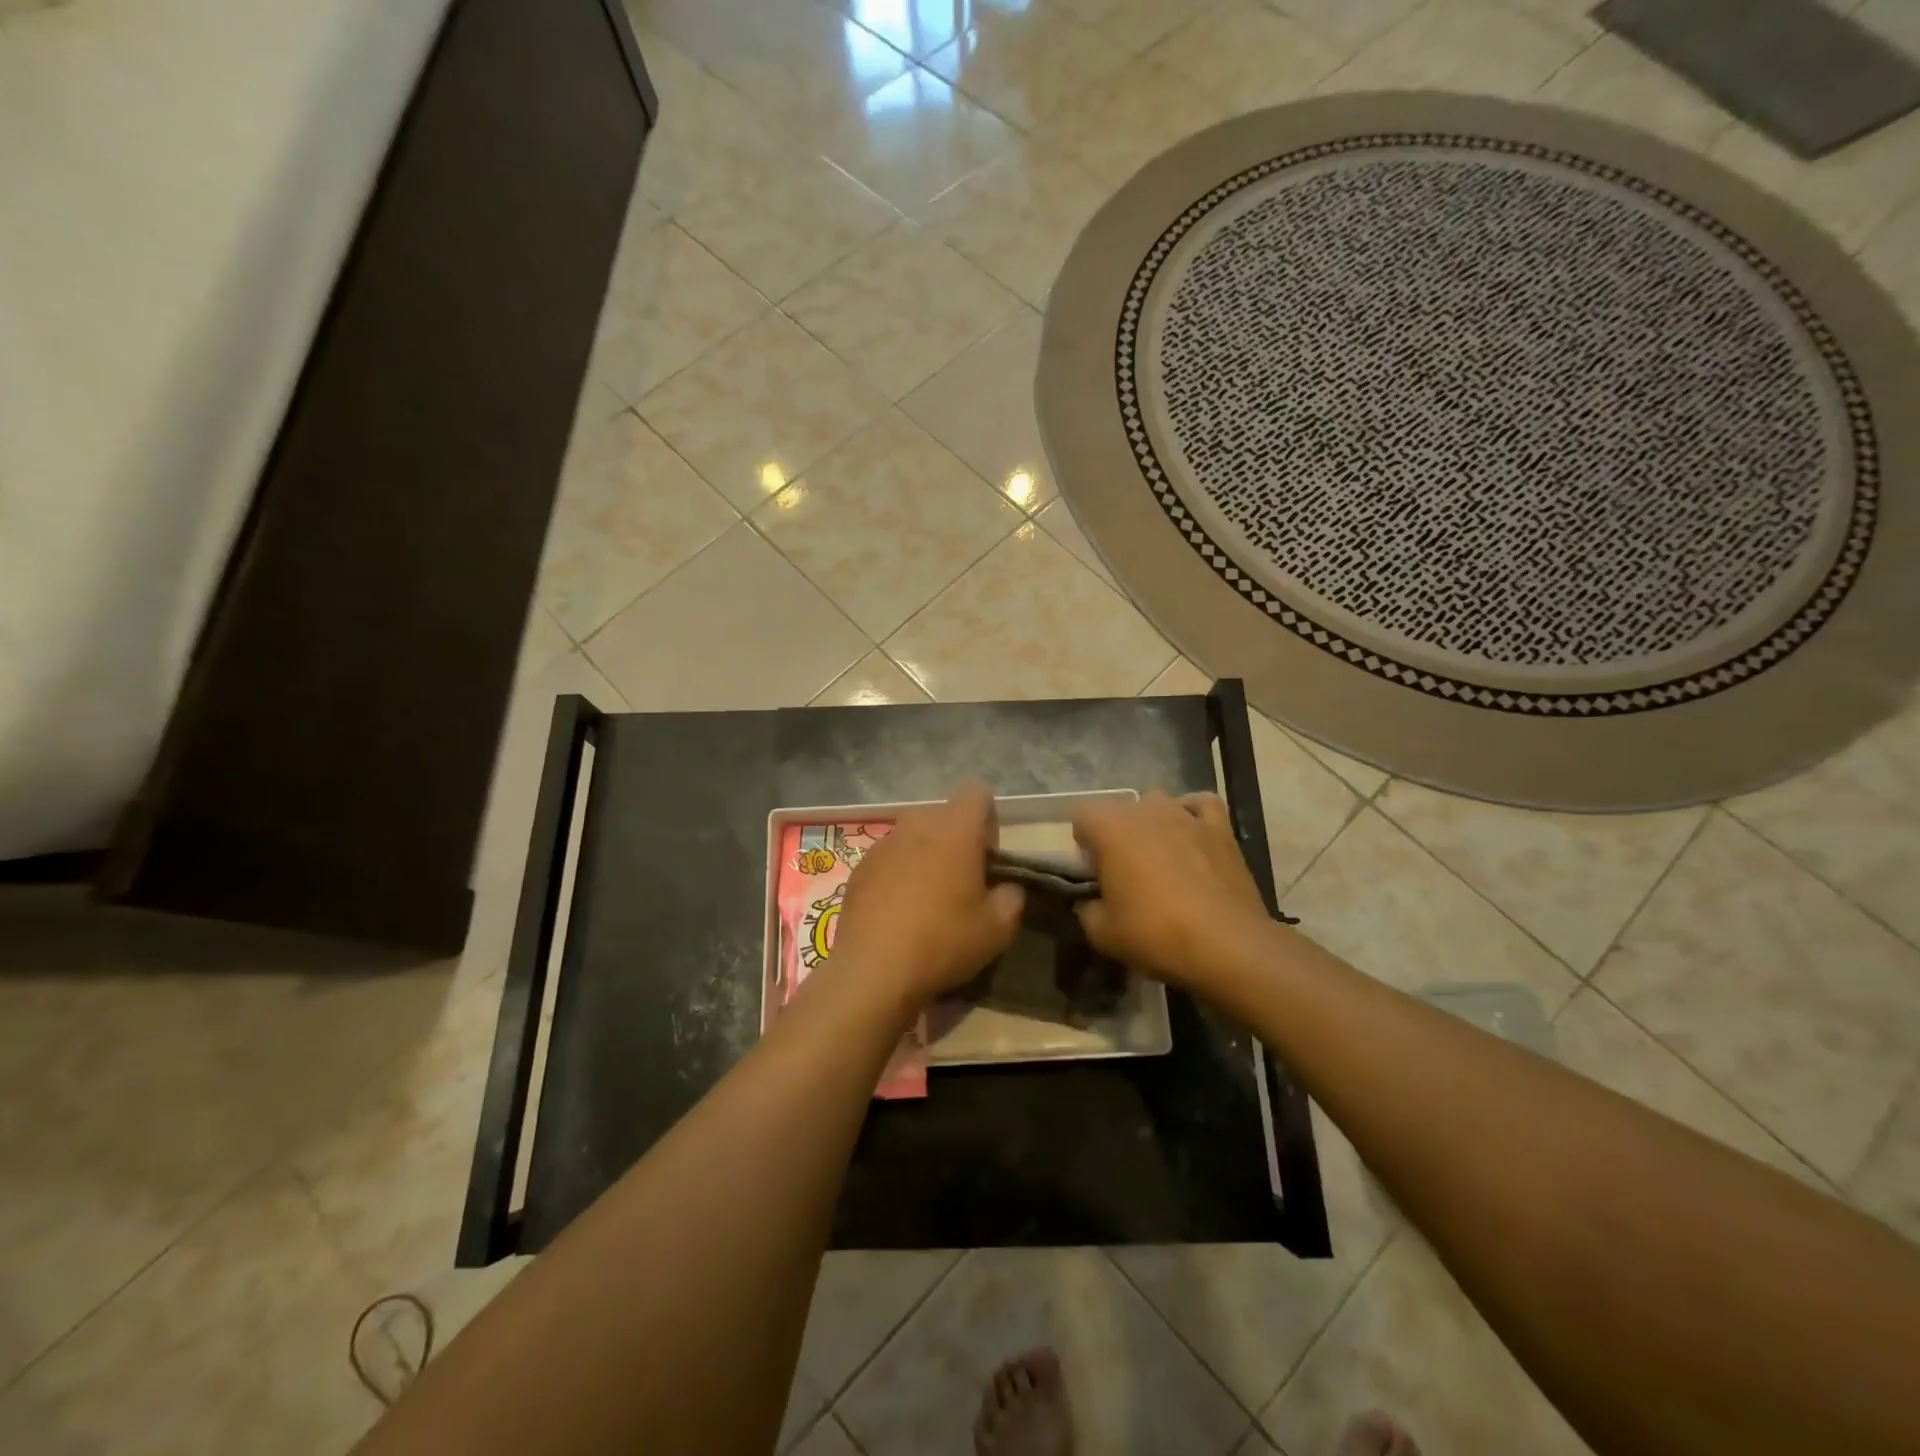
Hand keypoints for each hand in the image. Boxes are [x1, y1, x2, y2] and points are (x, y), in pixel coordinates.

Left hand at [832, 785, 1024, 1006]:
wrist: (873, 970)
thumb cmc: (943, 942)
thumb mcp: (998, 929)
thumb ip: (1012, 897)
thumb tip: (1007, 887)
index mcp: (955, 830)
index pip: (977, 793)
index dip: (988, 821)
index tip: (987, 860)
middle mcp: (917, 825)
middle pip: (944, 815)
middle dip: (957, 839)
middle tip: (962, 883)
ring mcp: (883, 844)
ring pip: (914, 836)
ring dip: (926, 856)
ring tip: (928, 899)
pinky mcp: (859, 867)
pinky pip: (889, 858)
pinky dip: (898, 873)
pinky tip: (898, 912)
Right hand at [1073, 791, 1274, 989]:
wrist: (1227, 946)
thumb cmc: (1155, 933)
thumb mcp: (1101, 933)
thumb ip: (1086, 908)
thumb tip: (1090, 901)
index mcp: (1110, 827)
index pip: (1082, 815)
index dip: (1083, 842)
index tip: (1093, 872)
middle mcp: (1146, 809)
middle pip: (1120, 810)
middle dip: (1117, 834)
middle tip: (1124, 873)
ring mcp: (1185, 814)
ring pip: (1158, 804)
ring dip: (1152, 824)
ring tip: (1160, 858)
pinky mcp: (1220, 827)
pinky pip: (1200, 806)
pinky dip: (1192, 815)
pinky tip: (1192, 836)